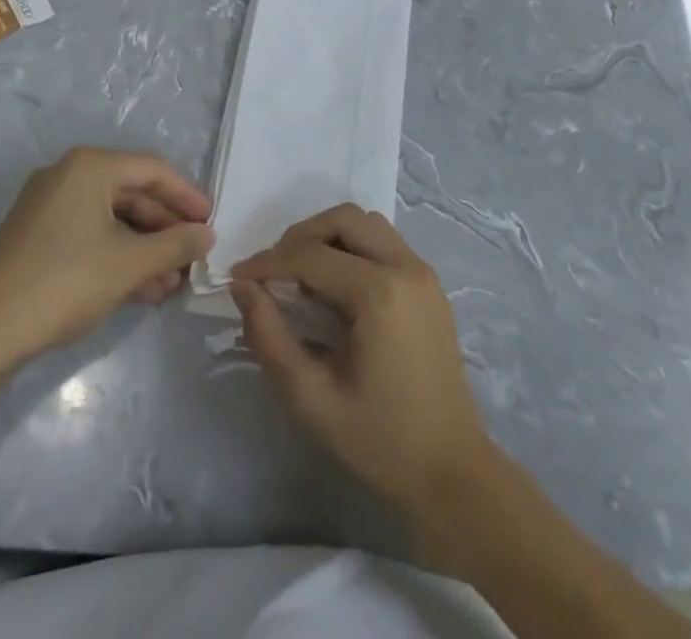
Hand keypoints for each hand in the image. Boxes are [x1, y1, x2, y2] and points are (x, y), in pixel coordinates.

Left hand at [0, 147, 212, 365]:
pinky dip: (118, 255)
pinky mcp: (37, 235)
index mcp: (90, 166)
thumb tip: (207, 234)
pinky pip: (91, 234)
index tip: (211, 223)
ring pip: (112, 218)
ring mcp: (49, 205)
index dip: (187, 196)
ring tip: (172, 282)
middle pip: (133, 193)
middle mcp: (68, 175)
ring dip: (145, 247)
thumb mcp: (129, 264)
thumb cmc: (62, 283)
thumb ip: (175, 244)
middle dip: (166, 228)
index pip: (153, 170)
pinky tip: (141, 288)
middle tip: (193, 257)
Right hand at [231, 204, 492, 513]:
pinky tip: (335, 285)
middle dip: (300, 236)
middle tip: (272, 271)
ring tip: (301, 274)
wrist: (452, 472)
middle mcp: (406, 267)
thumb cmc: (380, 441)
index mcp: (379, 293)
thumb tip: (243, 287)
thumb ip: (269, 336)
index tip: (238, 278)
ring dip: (329, 235)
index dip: (268, 263)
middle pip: (343, 219)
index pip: (310, 255)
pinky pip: (385, 242)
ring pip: (367, 223)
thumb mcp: (310, 398)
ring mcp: (423, 272)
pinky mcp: (430, 284)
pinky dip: (354, 246)